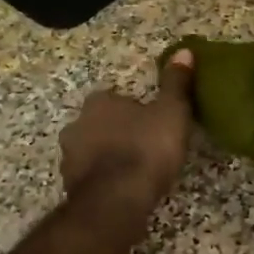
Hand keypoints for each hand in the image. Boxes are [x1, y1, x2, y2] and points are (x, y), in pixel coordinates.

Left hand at [60, 49, 194, 206]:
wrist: (116, 202)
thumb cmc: (146, 150)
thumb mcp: (171, 112)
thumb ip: (176, 83)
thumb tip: (184, 51)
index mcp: (99, 102)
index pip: (114, 97)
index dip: (134, 110)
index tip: (153, 123)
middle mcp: (77, 124)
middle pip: (100, 124)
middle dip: (118, 132)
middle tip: (146, 146)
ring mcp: (69, 157)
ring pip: (92, 150)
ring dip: (108, 157)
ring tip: (135, 172)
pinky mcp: (69, 186)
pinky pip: (89, 177)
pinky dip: (103, 180)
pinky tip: (123, 191)